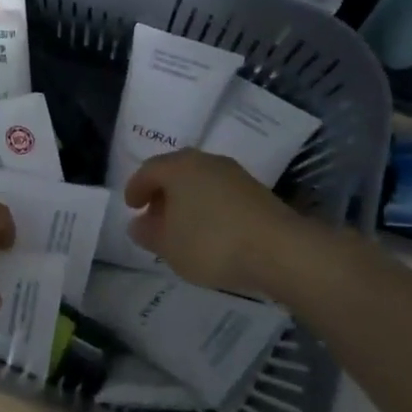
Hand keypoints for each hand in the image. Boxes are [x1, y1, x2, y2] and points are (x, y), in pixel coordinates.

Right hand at [125, 149, 300, 292]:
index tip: (131, 206)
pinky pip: (221, 193)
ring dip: (187, 199)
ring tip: (182, 226)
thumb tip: (138, 224)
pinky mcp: (256, 191)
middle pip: (176, 171)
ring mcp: (235, 174)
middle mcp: (206, 161)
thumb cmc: (212, 243)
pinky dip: (208, 206)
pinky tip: (210, 230)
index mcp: (179, 167)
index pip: (149, 170)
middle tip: (154, 215)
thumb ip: (148, 234)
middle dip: (162, 192)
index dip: (136, 187)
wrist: (280, 250)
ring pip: (201, 181)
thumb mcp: (169, 246)